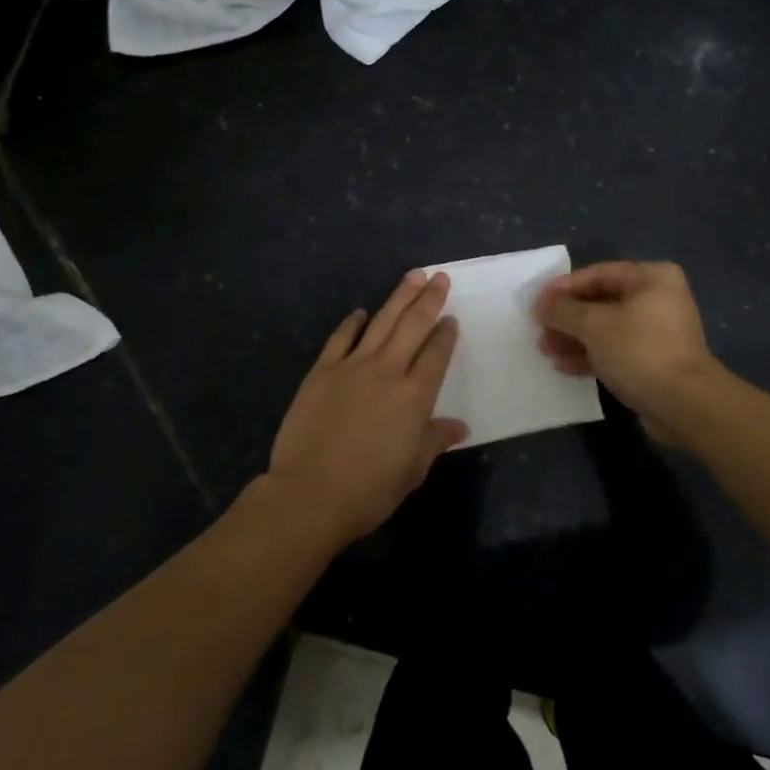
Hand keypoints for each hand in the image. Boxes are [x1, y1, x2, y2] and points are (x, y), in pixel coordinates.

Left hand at [266, 271, 466, 542]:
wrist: (310, 493)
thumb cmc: (369, 489)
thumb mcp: (412, 470)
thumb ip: (434, 440)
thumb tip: (459, 426)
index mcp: (415, 397)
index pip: (436, 355)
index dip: (446, 334)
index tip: (451, 318)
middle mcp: (388, 371)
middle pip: (413, 326)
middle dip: (429, 299)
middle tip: (439, 277)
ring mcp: (352, 367)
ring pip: (381, 322)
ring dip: (399, 297)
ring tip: (413, 276)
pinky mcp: (322, 371)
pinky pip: (340, 338)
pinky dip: (352, 323)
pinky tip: (360, 312)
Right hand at [535, 261, 718, 424]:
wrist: (684, 405)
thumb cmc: (639, 350)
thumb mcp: (594, 325)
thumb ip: (563, 310)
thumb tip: (541, 304)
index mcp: (651, 278)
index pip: (598, 273)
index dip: (564, 287)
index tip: (536, 303)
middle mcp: (658, 299)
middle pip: (601, 301)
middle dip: (568, 317)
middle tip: (539, 329)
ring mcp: (658, 332)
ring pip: (607, 328)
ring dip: (575, 338)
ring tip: (546, 350)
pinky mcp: (654, 362)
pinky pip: (616, 351)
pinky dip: (591, 356)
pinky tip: (564, 366)